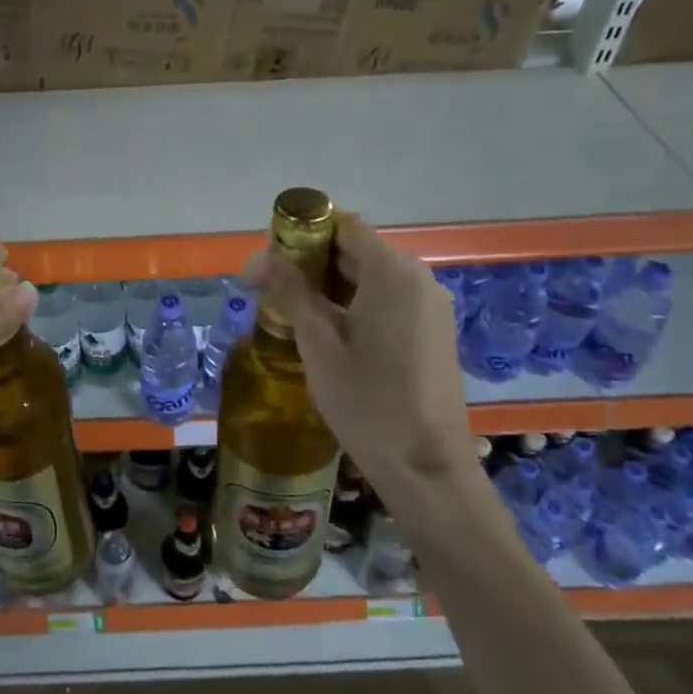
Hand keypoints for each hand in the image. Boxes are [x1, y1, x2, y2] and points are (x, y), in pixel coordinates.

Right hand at [253, 215, 474, 483]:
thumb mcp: (318, 344)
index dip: (302, 235)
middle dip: (310, 263)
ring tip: (291, 314)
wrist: (425, 467)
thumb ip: (291, 292)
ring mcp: (429, 305)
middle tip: (269, 290)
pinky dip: (353, 304)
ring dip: (329, 286)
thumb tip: (260, 259)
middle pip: (356, 250)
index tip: (269, 262)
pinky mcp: (432, 331)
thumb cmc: (366, 401)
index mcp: (392, 272)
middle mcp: (417, 278)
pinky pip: (386, 300)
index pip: (342, 226)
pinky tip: (327, 333)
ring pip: (369, 277)